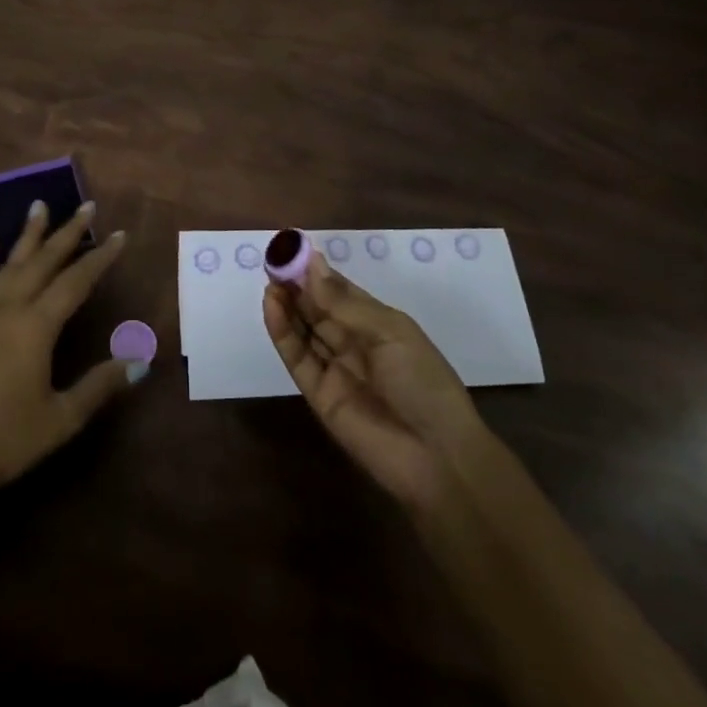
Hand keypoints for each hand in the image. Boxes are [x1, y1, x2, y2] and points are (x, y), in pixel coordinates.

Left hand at [0, 200, 136, 512]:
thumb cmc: (4, 441)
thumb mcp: (61, 419)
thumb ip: (100, 386)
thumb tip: (141, 360)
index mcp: (37, 327)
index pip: (76, 282)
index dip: (100, 258)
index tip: (119, 235)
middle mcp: (10, 308)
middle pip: (44, 261)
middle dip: (68, 232)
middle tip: (87, 206)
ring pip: (10, 262)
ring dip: (28, 233)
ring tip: (40, 204)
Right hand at [264, 253, 500, 514]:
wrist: (436, 457)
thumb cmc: (424, 382)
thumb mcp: (390, 332)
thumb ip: (345, 303)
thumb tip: (312, 263)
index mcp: (378, 324)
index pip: (340, 291)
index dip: (317, 272)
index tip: (292, 249)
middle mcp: (354, 343)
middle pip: (318, 308)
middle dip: (296, 284)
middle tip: (273, 260)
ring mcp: (335, 369)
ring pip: (304, 330)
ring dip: (286, 304)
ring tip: (269, 278)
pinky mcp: (318, 394)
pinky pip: (297, 358)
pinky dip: (282, 332)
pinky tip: (272, 305)